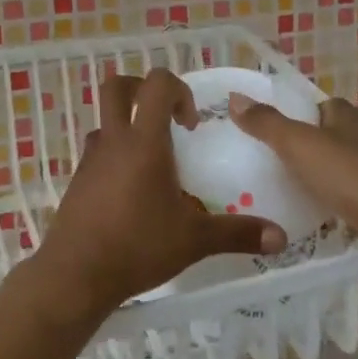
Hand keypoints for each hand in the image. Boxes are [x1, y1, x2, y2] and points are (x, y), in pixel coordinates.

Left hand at [35, 69, 287, 315]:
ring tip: (152, 164)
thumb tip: (281, 237)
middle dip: (142, 90)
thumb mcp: (194, 240)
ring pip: (105, 120)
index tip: (191, 125)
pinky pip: (97, 152)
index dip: (179, 90)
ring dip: (128, 127)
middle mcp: (114, 140)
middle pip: (117, 87)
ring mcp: (90, 158)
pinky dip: (115, 158)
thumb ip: (238, 233)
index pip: (157, 84)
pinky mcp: (77, 180)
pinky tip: (131, 194)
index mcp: (144, 141)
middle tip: (165, 120)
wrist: (76, 274)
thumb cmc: (137, 246)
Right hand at [227, 93, 357, 261]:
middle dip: (304, 148)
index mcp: (348, 116)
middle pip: (328, 136)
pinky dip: (335, 203)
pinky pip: (352, 197)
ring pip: (340, 168)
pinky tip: (317, 217)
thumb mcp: (300, 145)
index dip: (294, 115)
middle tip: (269, 164)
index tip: (268, 133)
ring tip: (286, 192)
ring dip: (319, 178)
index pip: (317, 106)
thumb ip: (266, 123)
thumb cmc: (352, 177)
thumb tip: (235, 97)